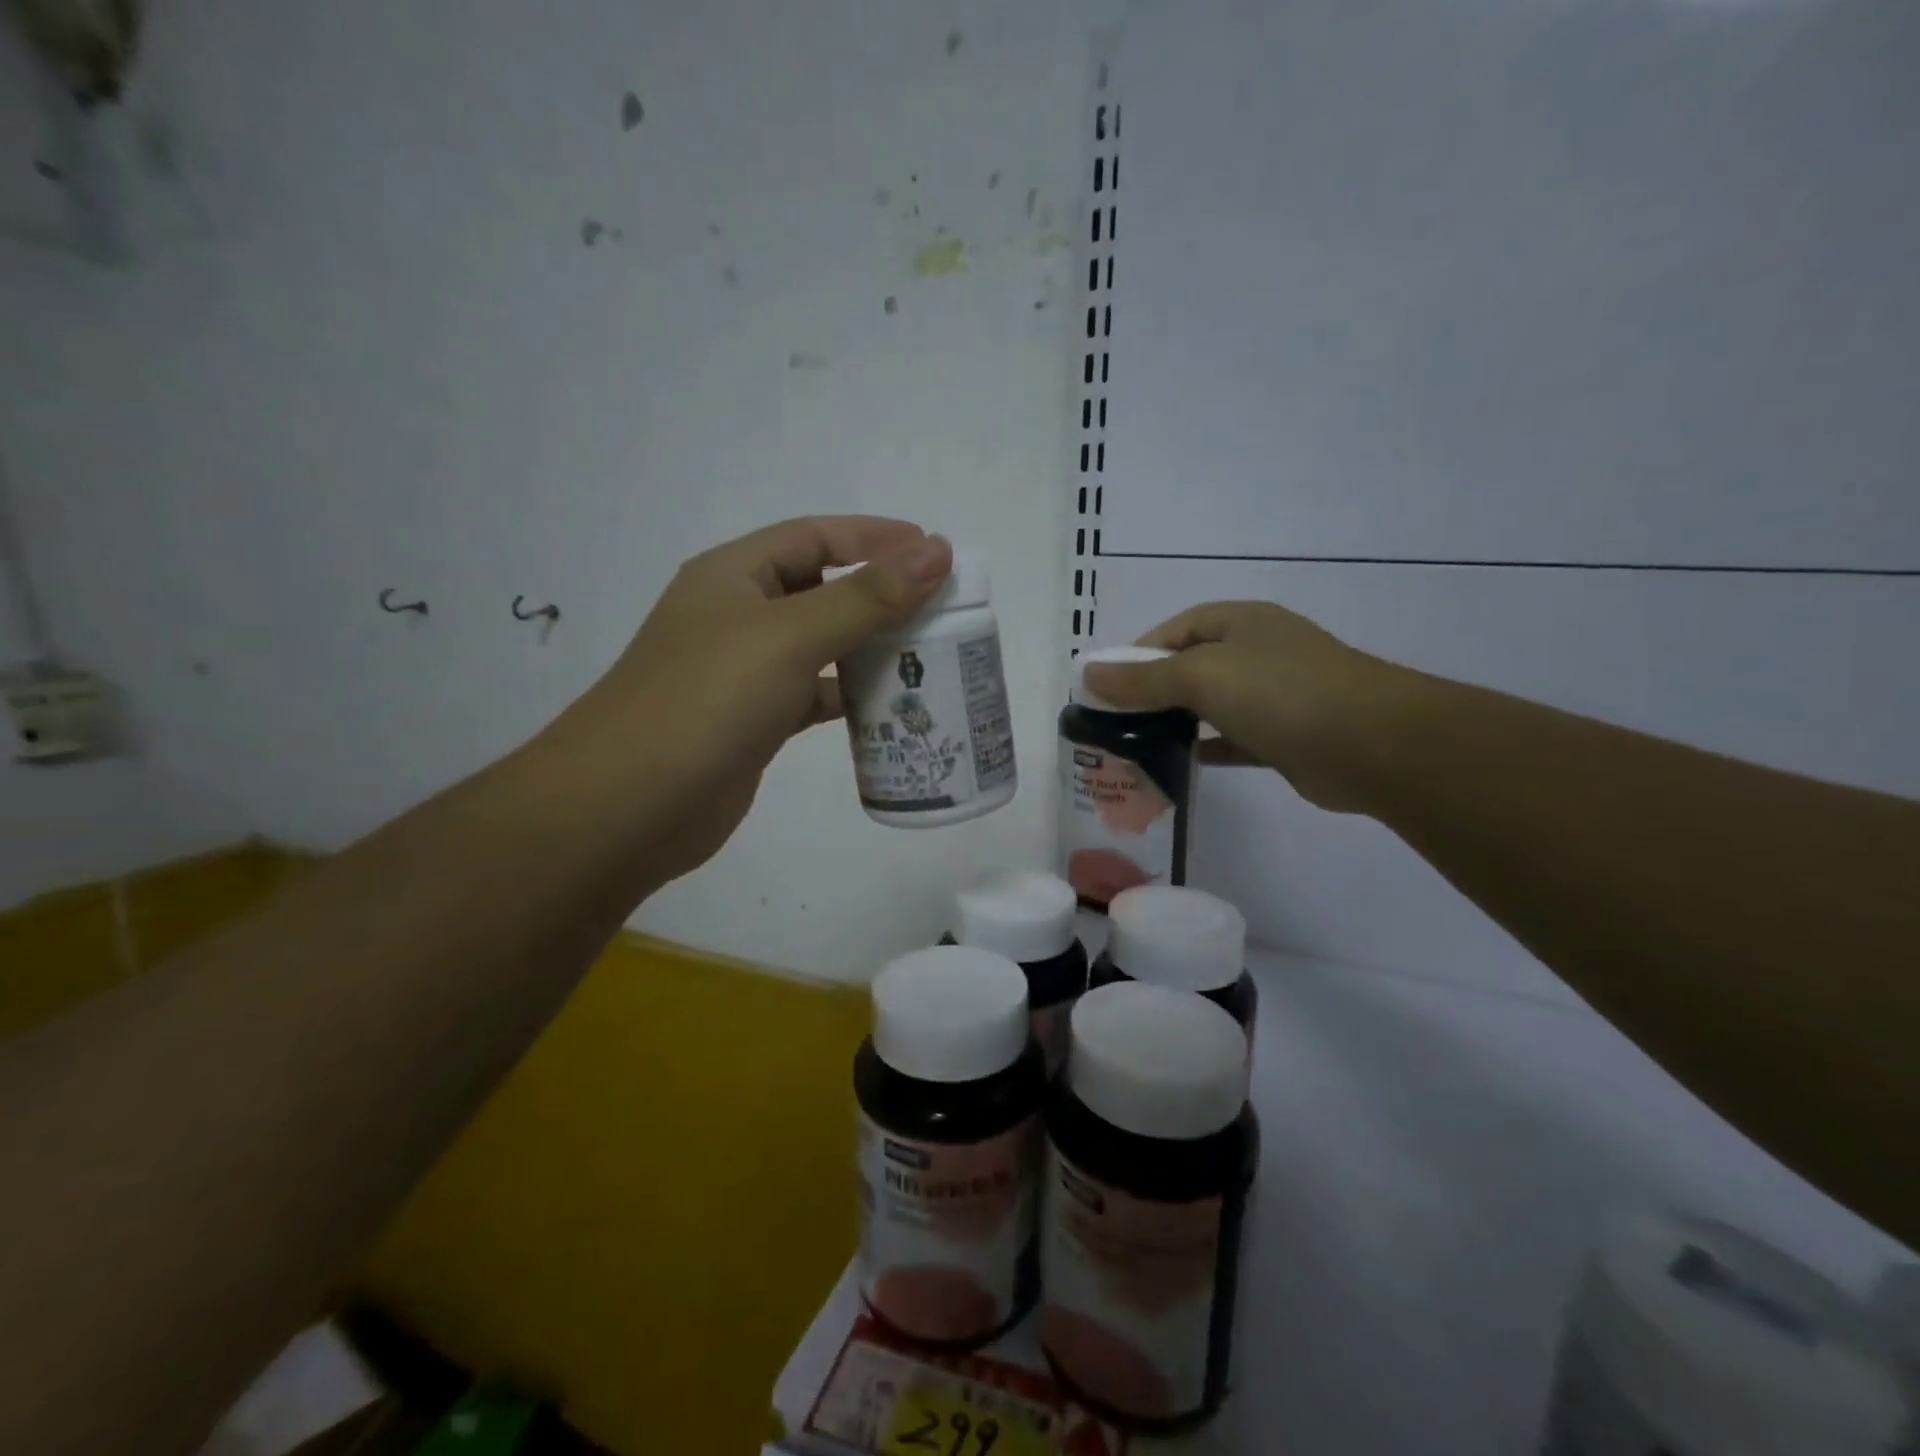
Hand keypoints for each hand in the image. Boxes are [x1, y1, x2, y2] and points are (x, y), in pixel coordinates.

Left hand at [539, 516, 953, 883]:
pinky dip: (851, 696)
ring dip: (871, 648)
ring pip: (821, 646)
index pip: (815, 537)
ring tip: (931, 656)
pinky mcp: (755, 721)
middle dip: (880, 595)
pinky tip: (891, 706)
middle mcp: (738, 616)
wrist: (628, 807)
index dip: (876, 538)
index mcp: (734, 576)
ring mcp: (744, 672)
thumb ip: (865, 596)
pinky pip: (815, 695)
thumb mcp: (789, 636)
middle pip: (822, 589)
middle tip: (942, 609)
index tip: (935, 552)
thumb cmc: (706, 701)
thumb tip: (937, 552)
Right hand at [1082, 601, 1406, 812]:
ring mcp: (1276, 695)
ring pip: (1213, 704)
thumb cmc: (1282, 692)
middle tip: (1116, 719)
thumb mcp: (1202, 675)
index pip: (1177, 629)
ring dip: (1178, 720)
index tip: (1107, 685)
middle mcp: (1258, 652)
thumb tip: (1088, 674)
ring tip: (1137, 743)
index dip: (1139, 652)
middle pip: (1192, 665)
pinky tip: (1180, 763)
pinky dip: (1207, 747)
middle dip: (1154, 689)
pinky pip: (1233, 738)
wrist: (1373, 745)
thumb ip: (1144, 678)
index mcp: (1241, 623)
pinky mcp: (1285, 737)